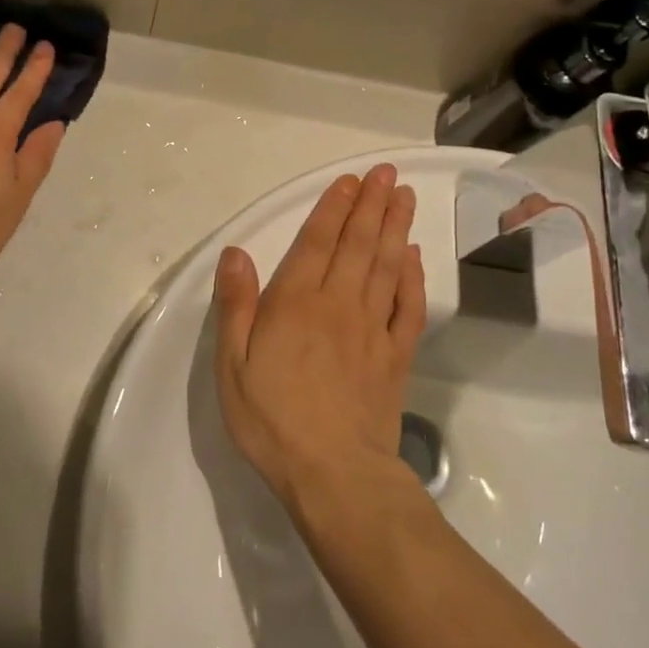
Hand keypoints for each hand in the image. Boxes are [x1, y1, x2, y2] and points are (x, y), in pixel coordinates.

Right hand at [213, 164, 426, 509]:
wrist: (335, 473)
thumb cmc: (273, 420)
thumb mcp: (233, 366)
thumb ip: (236, 306)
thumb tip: (236, 252)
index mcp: (297, 304)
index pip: (317, 243)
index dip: (334, 208)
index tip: (351, 180)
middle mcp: (339, 305)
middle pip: (358, 245)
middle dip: (372, 205)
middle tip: (387, 174)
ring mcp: (373, 329)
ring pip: (387, 266)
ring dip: (395, 228)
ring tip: (404, 197)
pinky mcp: (395, 356)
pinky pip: (409, 307)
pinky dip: (413, 277)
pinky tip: (414, 257)